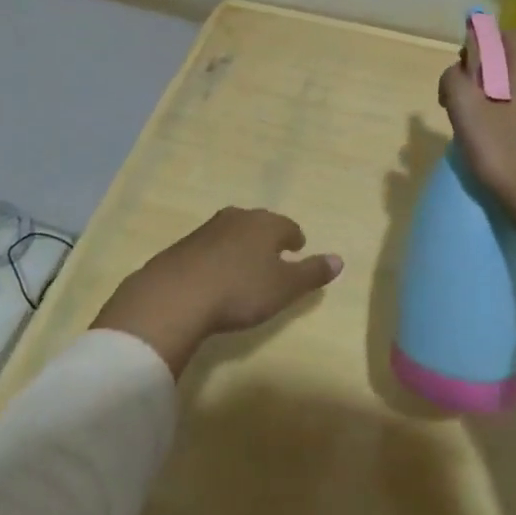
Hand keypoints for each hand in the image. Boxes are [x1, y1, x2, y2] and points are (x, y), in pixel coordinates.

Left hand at [92, 208, 342, 375]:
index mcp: (266, 224)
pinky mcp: (183, 246)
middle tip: (273, 254)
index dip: (295, 239)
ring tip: (244, 264)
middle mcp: (238, 218)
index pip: (288, 226)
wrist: (176, 295)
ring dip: (241, 245)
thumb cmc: (240, 290)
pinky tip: (214, 275)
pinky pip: (209, 247)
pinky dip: (217, 257)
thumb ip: (312, 273)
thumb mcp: (284, 288)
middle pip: (259, 224)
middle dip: (268, 237)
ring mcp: (207, 229)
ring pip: (233, 232)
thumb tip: (340, 259)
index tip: (297, 249)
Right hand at [438, 27, 515, 230]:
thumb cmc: (504, 152)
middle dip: (480, 71)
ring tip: (470, 123)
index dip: (481, 43)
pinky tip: (490, 139)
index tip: (462, 70)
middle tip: (459, 100)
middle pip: (509, 59)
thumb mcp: (465, 110)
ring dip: (488, 94)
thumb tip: (457, 73)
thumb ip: (454, 79)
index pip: (508, 35)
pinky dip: (502, 111)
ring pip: (514, 84)